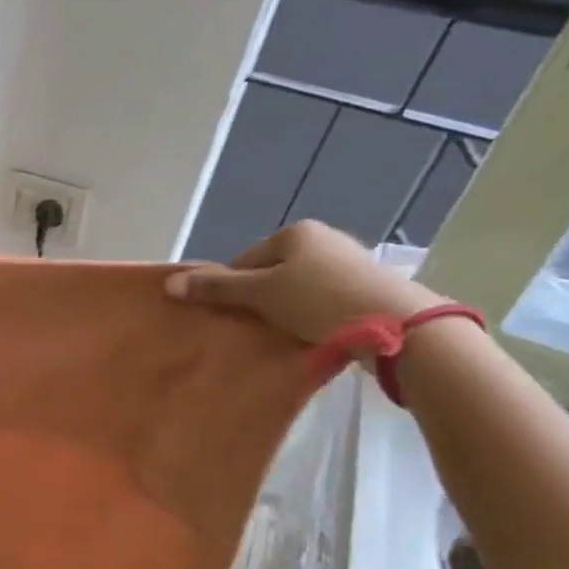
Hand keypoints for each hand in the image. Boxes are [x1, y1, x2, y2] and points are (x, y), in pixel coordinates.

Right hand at [164, 221, 443, 346]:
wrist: (400, 327)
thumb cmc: (320, 300)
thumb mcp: (260, 294)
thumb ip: (215, 288)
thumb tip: (169, 284)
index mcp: (295, 232)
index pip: (244, 261)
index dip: (232, 289)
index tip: (234, 316)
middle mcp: (324, 239)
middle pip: (270, 274)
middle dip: (259, 300)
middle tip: (255, 328)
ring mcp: (350, 263)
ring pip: (297, 289)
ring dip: (285, 311)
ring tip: (283, 335)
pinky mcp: (368, 289)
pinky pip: (323, 301)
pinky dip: (312, 317)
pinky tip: (312, 335)